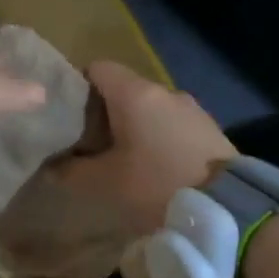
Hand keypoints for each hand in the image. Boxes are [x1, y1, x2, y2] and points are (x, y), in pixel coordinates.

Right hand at [57, 61, 233, 237]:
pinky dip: (158, 138)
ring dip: (134, 128)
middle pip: (125, 90)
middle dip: (104, 113)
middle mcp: (165, 92)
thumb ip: (71, 171)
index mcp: (135, 94)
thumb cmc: (155, 186)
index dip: (78, 87)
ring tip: (123, 160)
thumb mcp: (102, 184)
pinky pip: (173, 125)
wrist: (227, 209)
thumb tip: (51, 165)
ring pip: (151, 109)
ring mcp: (192, 109)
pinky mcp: (210, 130)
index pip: (98, 68)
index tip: (68, 116)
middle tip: (89, 145)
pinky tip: (155, 168)